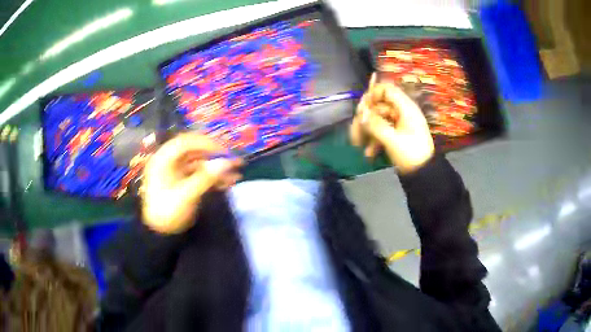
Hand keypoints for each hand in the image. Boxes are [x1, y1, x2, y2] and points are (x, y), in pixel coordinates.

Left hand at [141, 133, 241, 233]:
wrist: (161, 234)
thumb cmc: (167, 214)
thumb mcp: (185, 196)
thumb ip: (205, 178)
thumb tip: (226, 162)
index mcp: (163, 161)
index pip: (185, 143)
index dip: (205, 144)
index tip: (223, 152)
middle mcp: (170, 162)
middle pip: (195, 151)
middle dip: (215, 155)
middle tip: (233, 160)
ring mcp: (178, 172)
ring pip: (200, 163)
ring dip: (217, 168)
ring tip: (237, 173)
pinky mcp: (184, 182)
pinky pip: (200, 174)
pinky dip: (214, 177)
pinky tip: (229, 182)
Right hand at [350, 74, 433, 173]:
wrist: (423, 175)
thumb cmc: (411, 155)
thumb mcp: (392, 140)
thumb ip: (375, 125)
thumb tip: (360, 113)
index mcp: (406, 108)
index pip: (386, 90)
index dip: (372, 95)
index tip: (361, 108)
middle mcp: (402, 112)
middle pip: (378, 106)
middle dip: (365, 118)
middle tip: (354, 131)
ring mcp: (399, 124)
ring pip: (377, 119)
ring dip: (366, 131)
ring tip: (357, 144)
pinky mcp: (396, 134)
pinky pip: (381, 130)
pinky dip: (374, 140)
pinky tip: (369, 153)